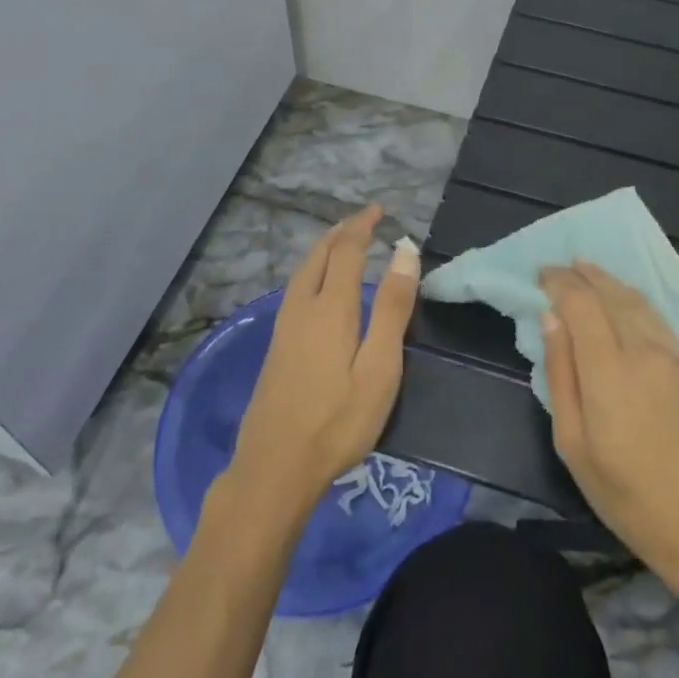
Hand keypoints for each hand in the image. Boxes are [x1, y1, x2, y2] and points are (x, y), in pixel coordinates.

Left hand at [227, 205, 418, 519]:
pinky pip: (297, 288)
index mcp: (331, 307)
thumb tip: (405, 251)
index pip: (347, 250)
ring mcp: (284, 326)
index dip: (362, 225)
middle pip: (319, 254)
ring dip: (325, 249)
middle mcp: (303, 307)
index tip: (379, 210)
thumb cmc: (337, 421)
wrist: (274, 468)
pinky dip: (314, 269)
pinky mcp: (276, 345)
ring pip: (303, 271)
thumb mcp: (379, 368)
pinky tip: (320, 286)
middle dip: (341, 232)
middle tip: (364, 220)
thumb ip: (393, 308)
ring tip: (343, 242)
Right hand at [541, 261, 678, 587]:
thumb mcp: (573, 444)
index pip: (581, 303)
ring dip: (608, 279)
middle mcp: (642, 350)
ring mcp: (671, 355)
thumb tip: (550, 319)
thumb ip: (560, 374)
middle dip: (581, 275)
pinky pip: (657, 315)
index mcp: (609, 370)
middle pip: (610, 294)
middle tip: (557, 267)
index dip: (559, 282)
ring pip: (636, 300)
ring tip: (586, 268)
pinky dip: (634, 297)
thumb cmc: (625, 494)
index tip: (540, 275)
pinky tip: (624, 296)